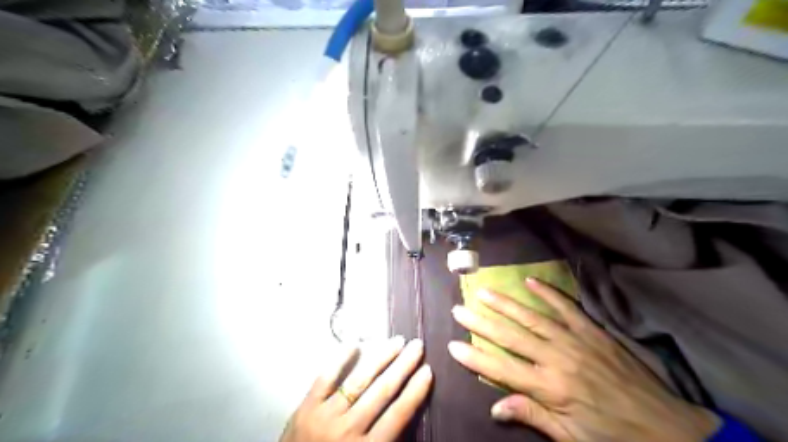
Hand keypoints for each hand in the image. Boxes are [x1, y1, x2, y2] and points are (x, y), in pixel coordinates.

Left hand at [282, 337, 433, 439]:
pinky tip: (354, 343)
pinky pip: (325, 378)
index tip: (427, 370)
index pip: (398, 414)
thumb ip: (388, 440)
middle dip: (402, 366)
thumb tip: (407, 411)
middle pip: (382, 392)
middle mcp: (349, 430)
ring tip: (397, 341)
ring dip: (380, 358)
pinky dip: (339, 359)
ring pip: (359, 381)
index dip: (414, 391)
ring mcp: (326, 415)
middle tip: (417, 346)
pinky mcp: (306, 407)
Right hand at [449, 278, 719, 439]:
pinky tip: (530, 281)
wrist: (667, 429)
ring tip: (483, 291)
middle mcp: (557, 359)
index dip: (474, 357)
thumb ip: (532, 417)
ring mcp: (575, 340)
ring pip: (531, 317)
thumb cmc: (612, 437)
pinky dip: (548, 292)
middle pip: (510, 337)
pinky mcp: (592, 331)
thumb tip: (495, 408)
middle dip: (481, 322)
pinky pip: (566, 307)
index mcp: (550, 389)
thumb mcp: (571, 438)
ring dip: (505, 303)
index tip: (452, 344)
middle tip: (458, 308)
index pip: (502, 369)